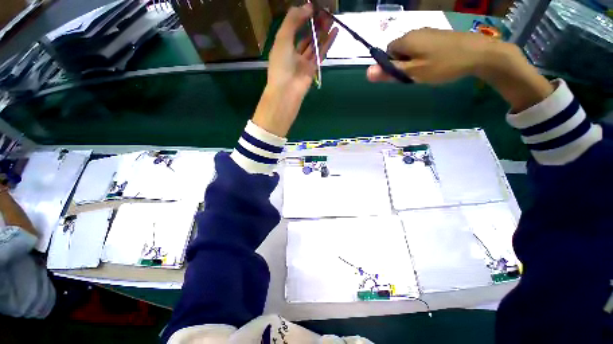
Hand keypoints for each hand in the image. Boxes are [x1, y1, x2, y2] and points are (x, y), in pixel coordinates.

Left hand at [253, 4, 337, 136]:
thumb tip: (308, 7)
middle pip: (306, 36)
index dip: (302, 17)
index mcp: (283, 46)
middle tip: (325, 12)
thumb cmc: (281, 65)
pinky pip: (321, 53)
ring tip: (332, 19)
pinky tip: (335, 32)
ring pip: (315, 44)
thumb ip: (293, 20)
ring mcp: (304, 62)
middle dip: (314, 24)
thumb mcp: (282, 38)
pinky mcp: (313, 69)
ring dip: (323, 32)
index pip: (293, 28)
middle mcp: (293, 53)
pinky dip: (327, 43)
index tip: (313, 7)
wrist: (287, 91)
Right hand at [367, 28, 500, 83]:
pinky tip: (435, 63)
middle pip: (398, 50)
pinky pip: (422, 47)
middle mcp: (414, 32)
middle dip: (402, 63)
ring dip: (413, 61)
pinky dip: (423, 57)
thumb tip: (366, 72)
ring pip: (411, 49)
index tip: (402, 73)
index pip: (387, 52)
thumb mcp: (413, 72)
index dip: (390, 65)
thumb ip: (390, 72)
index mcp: (405, 40)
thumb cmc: (442, 64)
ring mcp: (428, 32)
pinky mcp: (438, 35)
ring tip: (426, 70)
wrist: (479, 53)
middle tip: (414, 74)